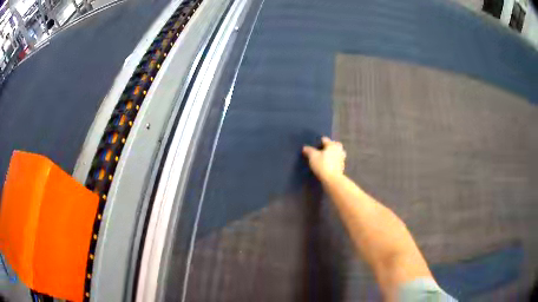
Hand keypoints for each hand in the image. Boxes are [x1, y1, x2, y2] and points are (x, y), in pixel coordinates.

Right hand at [303, 137, 345, 181]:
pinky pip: (338, 160)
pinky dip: (334, 160)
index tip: (314, 145)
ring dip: (334, 153)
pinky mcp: (342, 167)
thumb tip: (305, 147)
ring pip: (338, 152)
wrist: (332, 179)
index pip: (325, 139)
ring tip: (327, 156)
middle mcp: (338, 149)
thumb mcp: (313, 157)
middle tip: (323, 149)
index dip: (319, 141)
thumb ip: (309, 151)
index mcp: (332, 145)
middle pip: (335, 144)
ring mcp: (342, 158)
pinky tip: (329, 163)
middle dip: (330, 145)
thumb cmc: (322, 165)